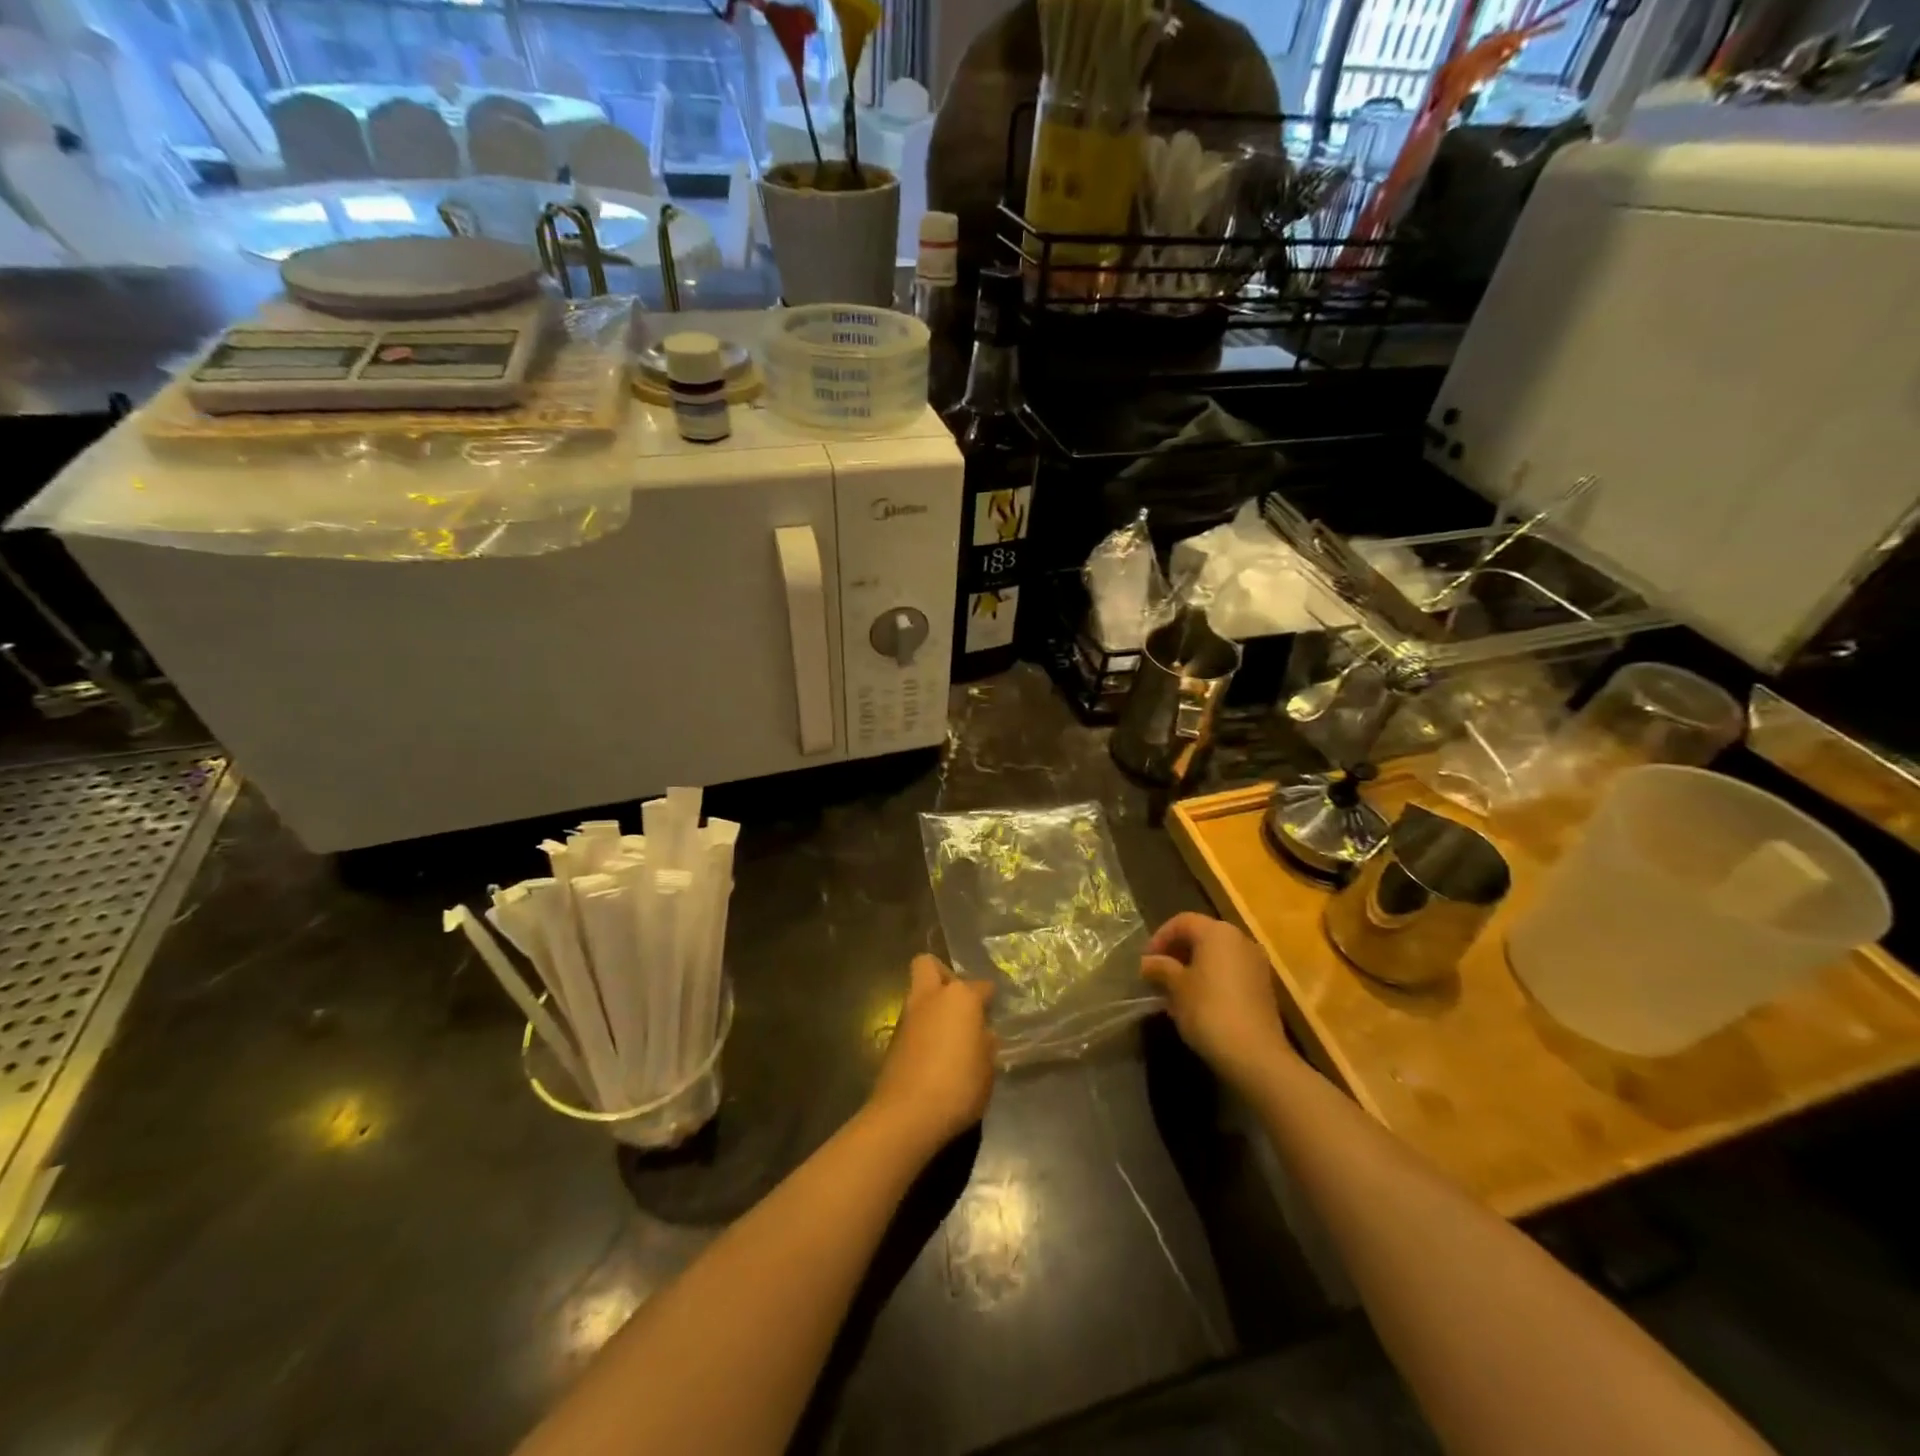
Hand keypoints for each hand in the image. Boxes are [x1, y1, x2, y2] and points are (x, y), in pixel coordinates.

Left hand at [867, 955, 996, 1154]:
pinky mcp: (893, 1038)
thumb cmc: (958, 1086)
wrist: (907, 1114)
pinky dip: (923, 1029)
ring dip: (932, 1005)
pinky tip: (935, 1054)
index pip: (981, 986)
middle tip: (960, 1003)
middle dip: (944, 975)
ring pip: (918, 993)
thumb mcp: (988, 1069)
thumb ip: (986, 1044)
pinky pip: (912, 1021)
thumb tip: (981, 1034)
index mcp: (960, 998)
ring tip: (950, 1035)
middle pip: (929, 965)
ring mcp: (908, 1016)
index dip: (989, 998)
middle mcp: (931, 997)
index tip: (994, 1011)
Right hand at [1142, 913, 1293, 1091]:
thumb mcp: (1177, 987)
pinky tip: (1197, 1002)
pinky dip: (1212, 979)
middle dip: (1177, 952)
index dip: (1160, 937)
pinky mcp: (1263, 987)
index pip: (1182, 921)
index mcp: (1217, 932)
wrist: (1255, 1054)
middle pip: (1202, 936)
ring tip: (1174, 990)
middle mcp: (1240, 939)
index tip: (1146, 960)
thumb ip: (1161, 968)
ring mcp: (1256, 963)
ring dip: (1194, 967)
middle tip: (1158, 973)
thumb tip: (1147, 963)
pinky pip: (1231, 972)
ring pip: (1217, 955)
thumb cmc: (1209, 1010)